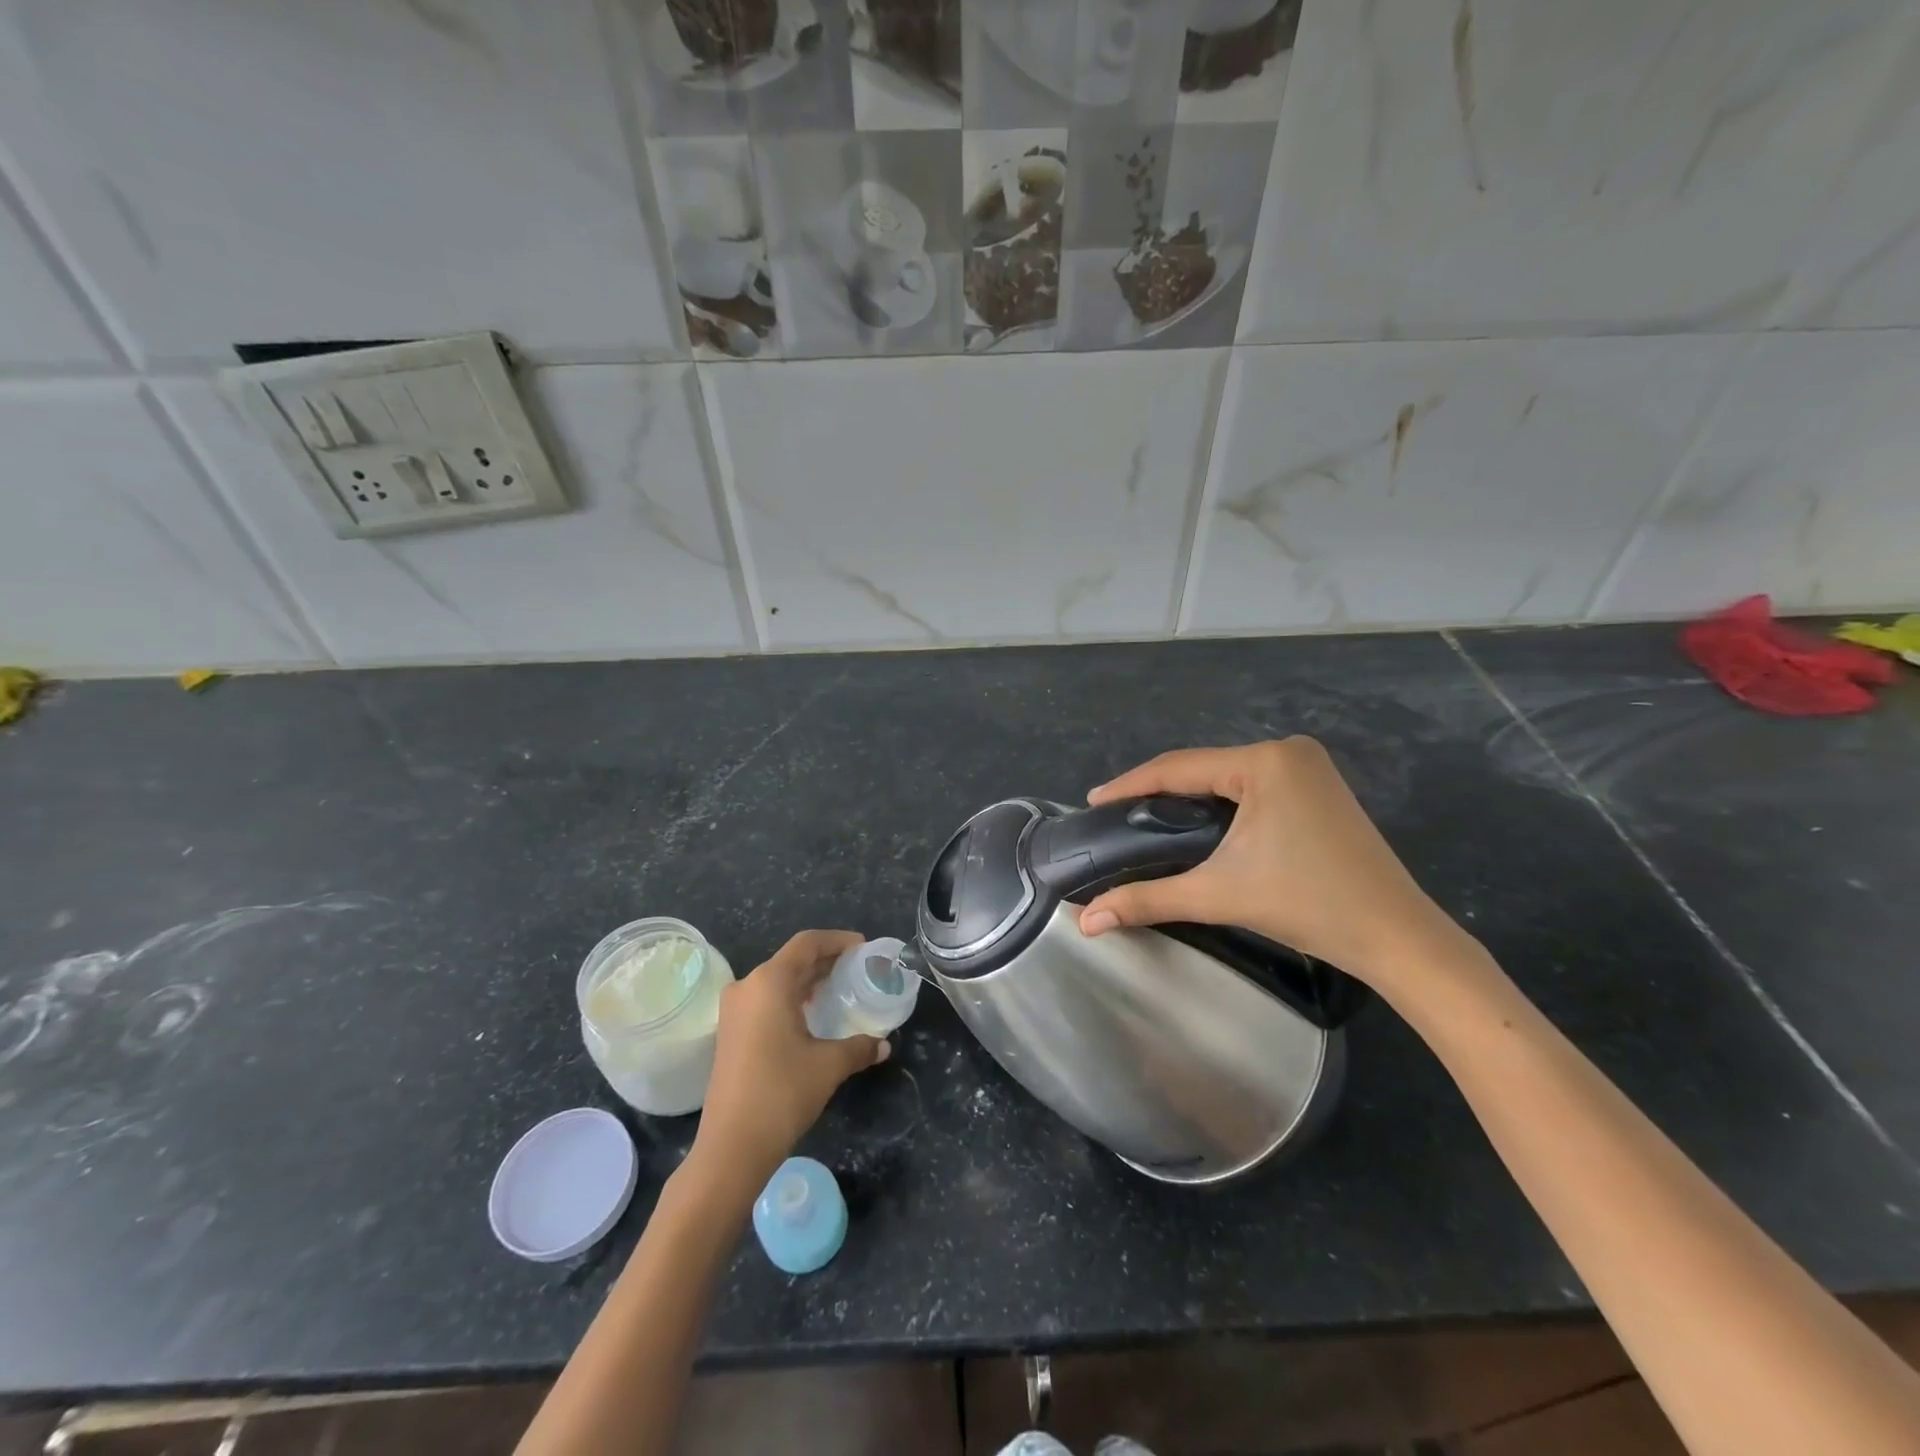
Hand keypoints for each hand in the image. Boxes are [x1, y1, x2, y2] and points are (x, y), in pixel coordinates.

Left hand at [692, 930, 889, 1186]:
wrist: (731, 1147)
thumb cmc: (782, 1093)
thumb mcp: (829, 1066)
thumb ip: (860, 1047)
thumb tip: (884, 1045)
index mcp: (770, 982)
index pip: (807, 944)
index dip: (838, 940)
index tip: (864, 948)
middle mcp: (747, 986)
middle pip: (792, 960)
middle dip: (826, 960)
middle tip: (858, 968)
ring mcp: (734, 1010)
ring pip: (777, 980)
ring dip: (808, 980)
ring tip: (839, 989)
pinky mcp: (730, 1032)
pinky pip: (766, 999)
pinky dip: (792, 998)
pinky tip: (812, 1015)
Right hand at [1076, 739, 1472, 996]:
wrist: (1397, 937)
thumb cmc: (1308, 906)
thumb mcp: (1219, 895)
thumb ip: (1147, 900)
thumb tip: (1086, 921)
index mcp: (1264, 762)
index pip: (1178, 767)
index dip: (1130, 785)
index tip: (1093, 802)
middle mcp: (1286, 751)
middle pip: (1201, 767)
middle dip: (1156, 792)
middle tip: (1116, 816)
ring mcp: (1307, 767)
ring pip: (1225, 776)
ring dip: (1187, 797)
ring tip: (1145, 819)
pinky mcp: (1318, 787)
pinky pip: (1250, 786)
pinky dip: (1218, 802)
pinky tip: (1196, 822)